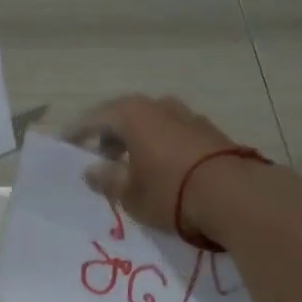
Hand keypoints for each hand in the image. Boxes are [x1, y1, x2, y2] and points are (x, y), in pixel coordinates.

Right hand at [64, 94, 241, 236]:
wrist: (236, 196)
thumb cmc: (171, 192)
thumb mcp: (130, 193)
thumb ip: (107, 179)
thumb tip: (91, 170)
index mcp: (133, 114)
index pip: (95, 118)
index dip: (78, 132)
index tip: (65, 144)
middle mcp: (160, 106)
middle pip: (125, 116)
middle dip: (110, 136)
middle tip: (99, 158)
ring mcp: (189, 116)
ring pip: (152, 123)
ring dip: (137, 141)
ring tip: (131, 166)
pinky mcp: (210, 132)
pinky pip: (173, 134)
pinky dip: (160, 146)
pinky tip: (161, 168)